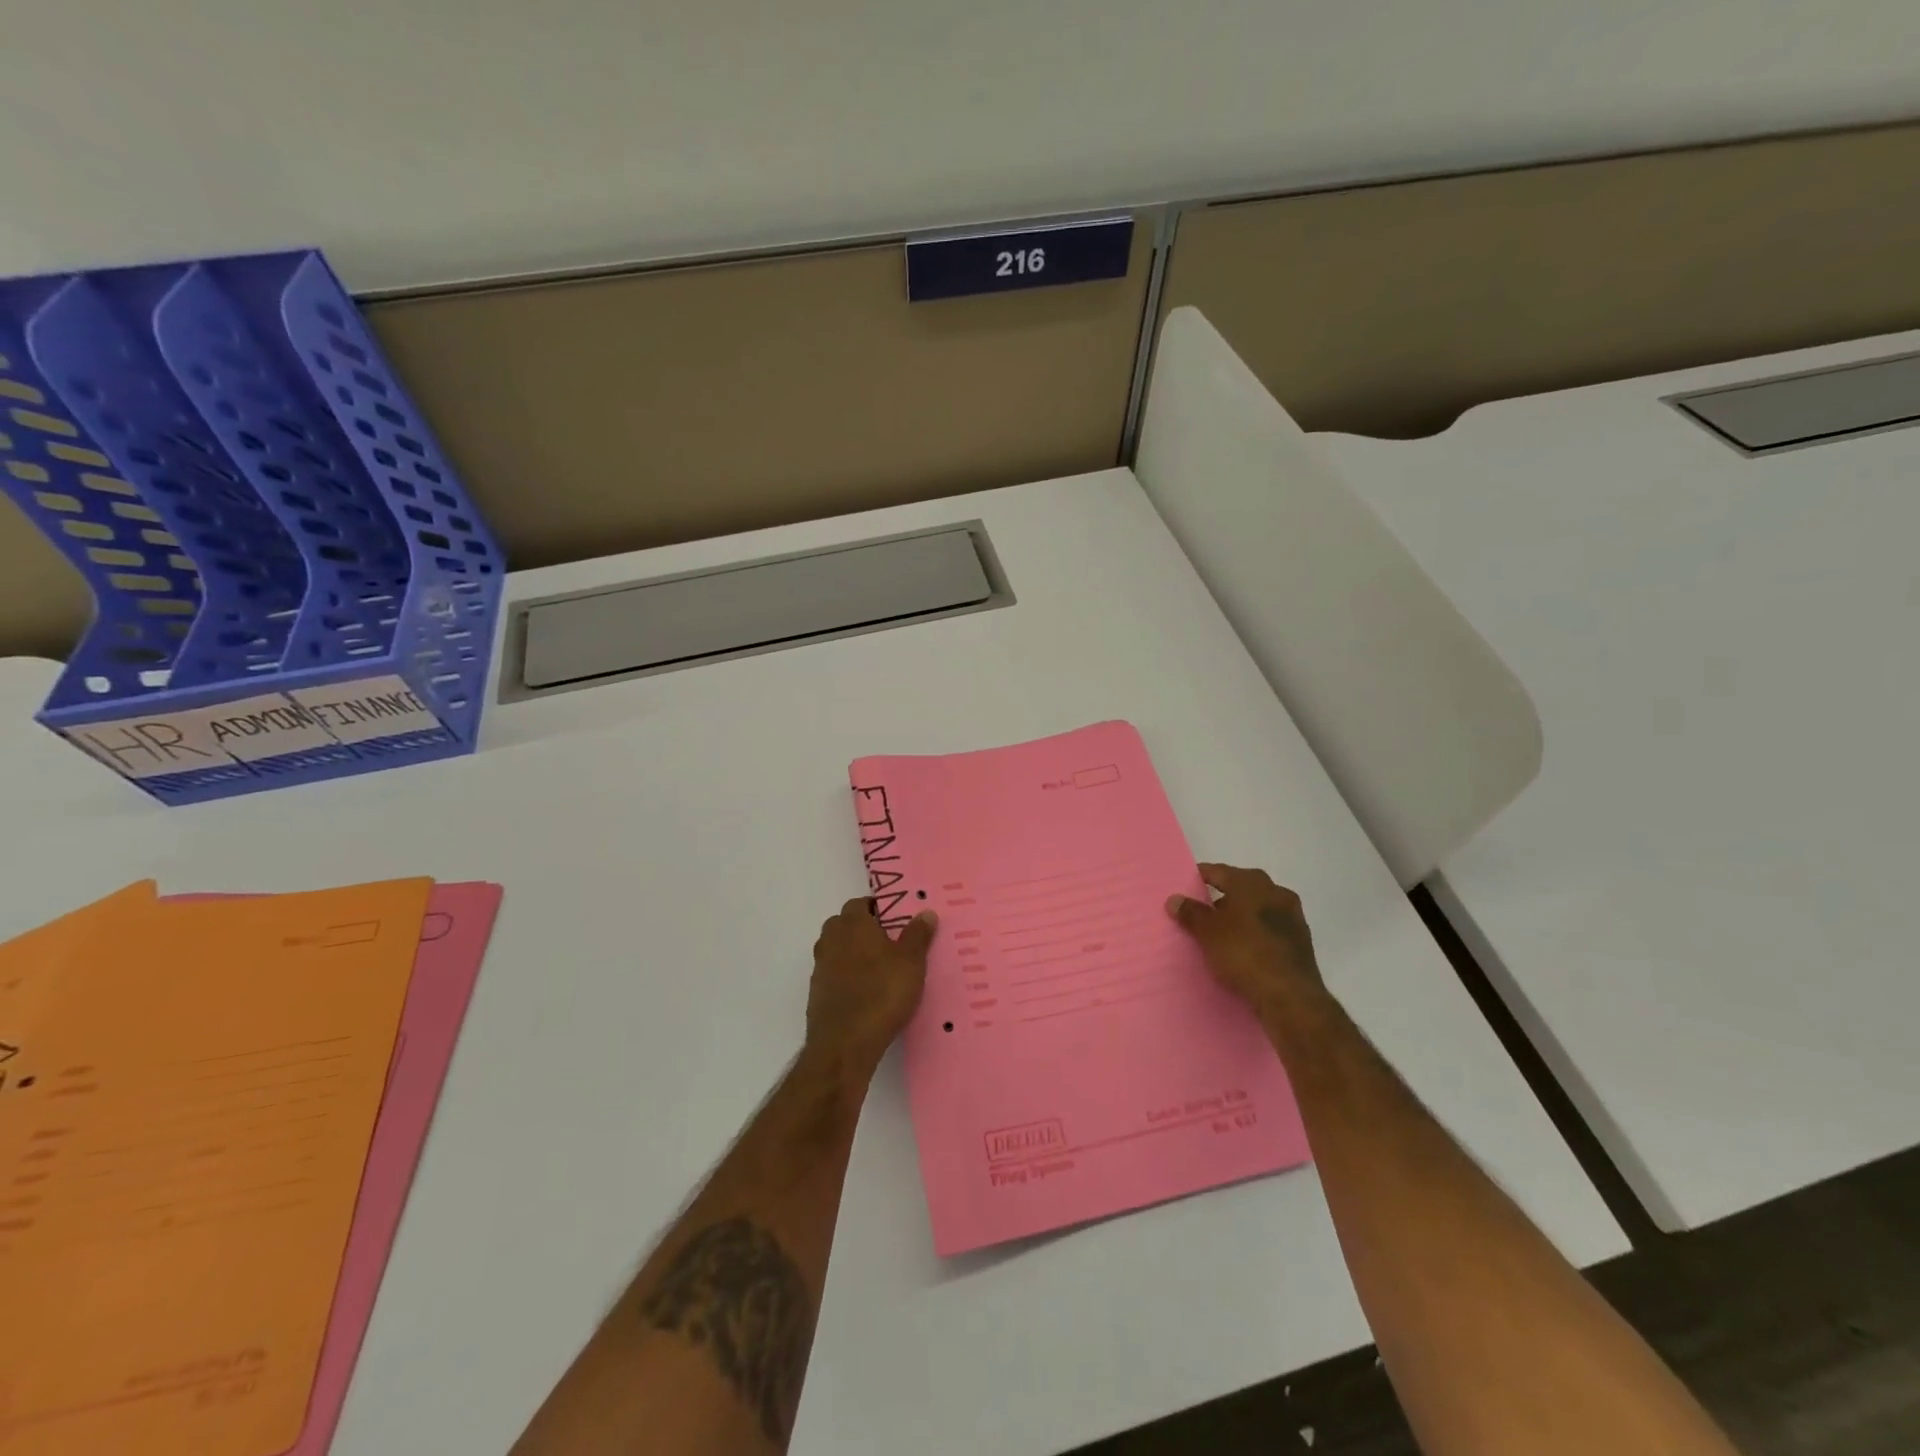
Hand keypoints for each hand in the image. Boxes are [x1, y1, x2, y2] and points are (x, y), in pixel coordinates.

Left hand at [806, 898, 937, 1070]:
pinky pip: (833, 975)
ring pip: (837, 950)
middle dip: (863, 930)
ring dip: (853, 954)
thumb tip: (926, 912)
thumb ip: (918, 935)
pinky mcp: (817, 993)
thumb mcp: (911, 962)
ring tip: (880, 969)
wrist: (844, 1044)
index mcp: (852, 924)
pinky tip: (865, 993)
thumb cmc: (882, 993)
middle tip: (890, 943)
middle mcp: (830, 940)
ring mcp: (820, 967)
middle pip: (844, 925)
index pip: (859, 903)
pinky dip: (846, 977)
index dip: (877, 909)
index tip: (895, 920)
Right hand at [1166, 863, 1325, 1019]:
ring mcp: (1292, 916)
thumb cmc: (1244, 953)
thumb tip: (1174, 899)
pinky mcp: (1301, 941)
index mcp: (1251, 883)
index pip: (1218, 872)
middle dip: (1221, 898)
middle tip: (1201, 911)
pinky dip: (1255, 933)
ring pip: (1258, 909)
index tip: (1185, 886)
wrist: (1290, 996)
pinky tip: (1243, 948)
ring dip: (1240, 916)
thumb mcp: (1208, 932)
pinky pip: (1270, 929)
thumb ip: (1191, 913)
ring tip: (1220, 933)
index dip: (1200, 877)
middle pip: (1241, 888)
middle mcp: (1276, 892)